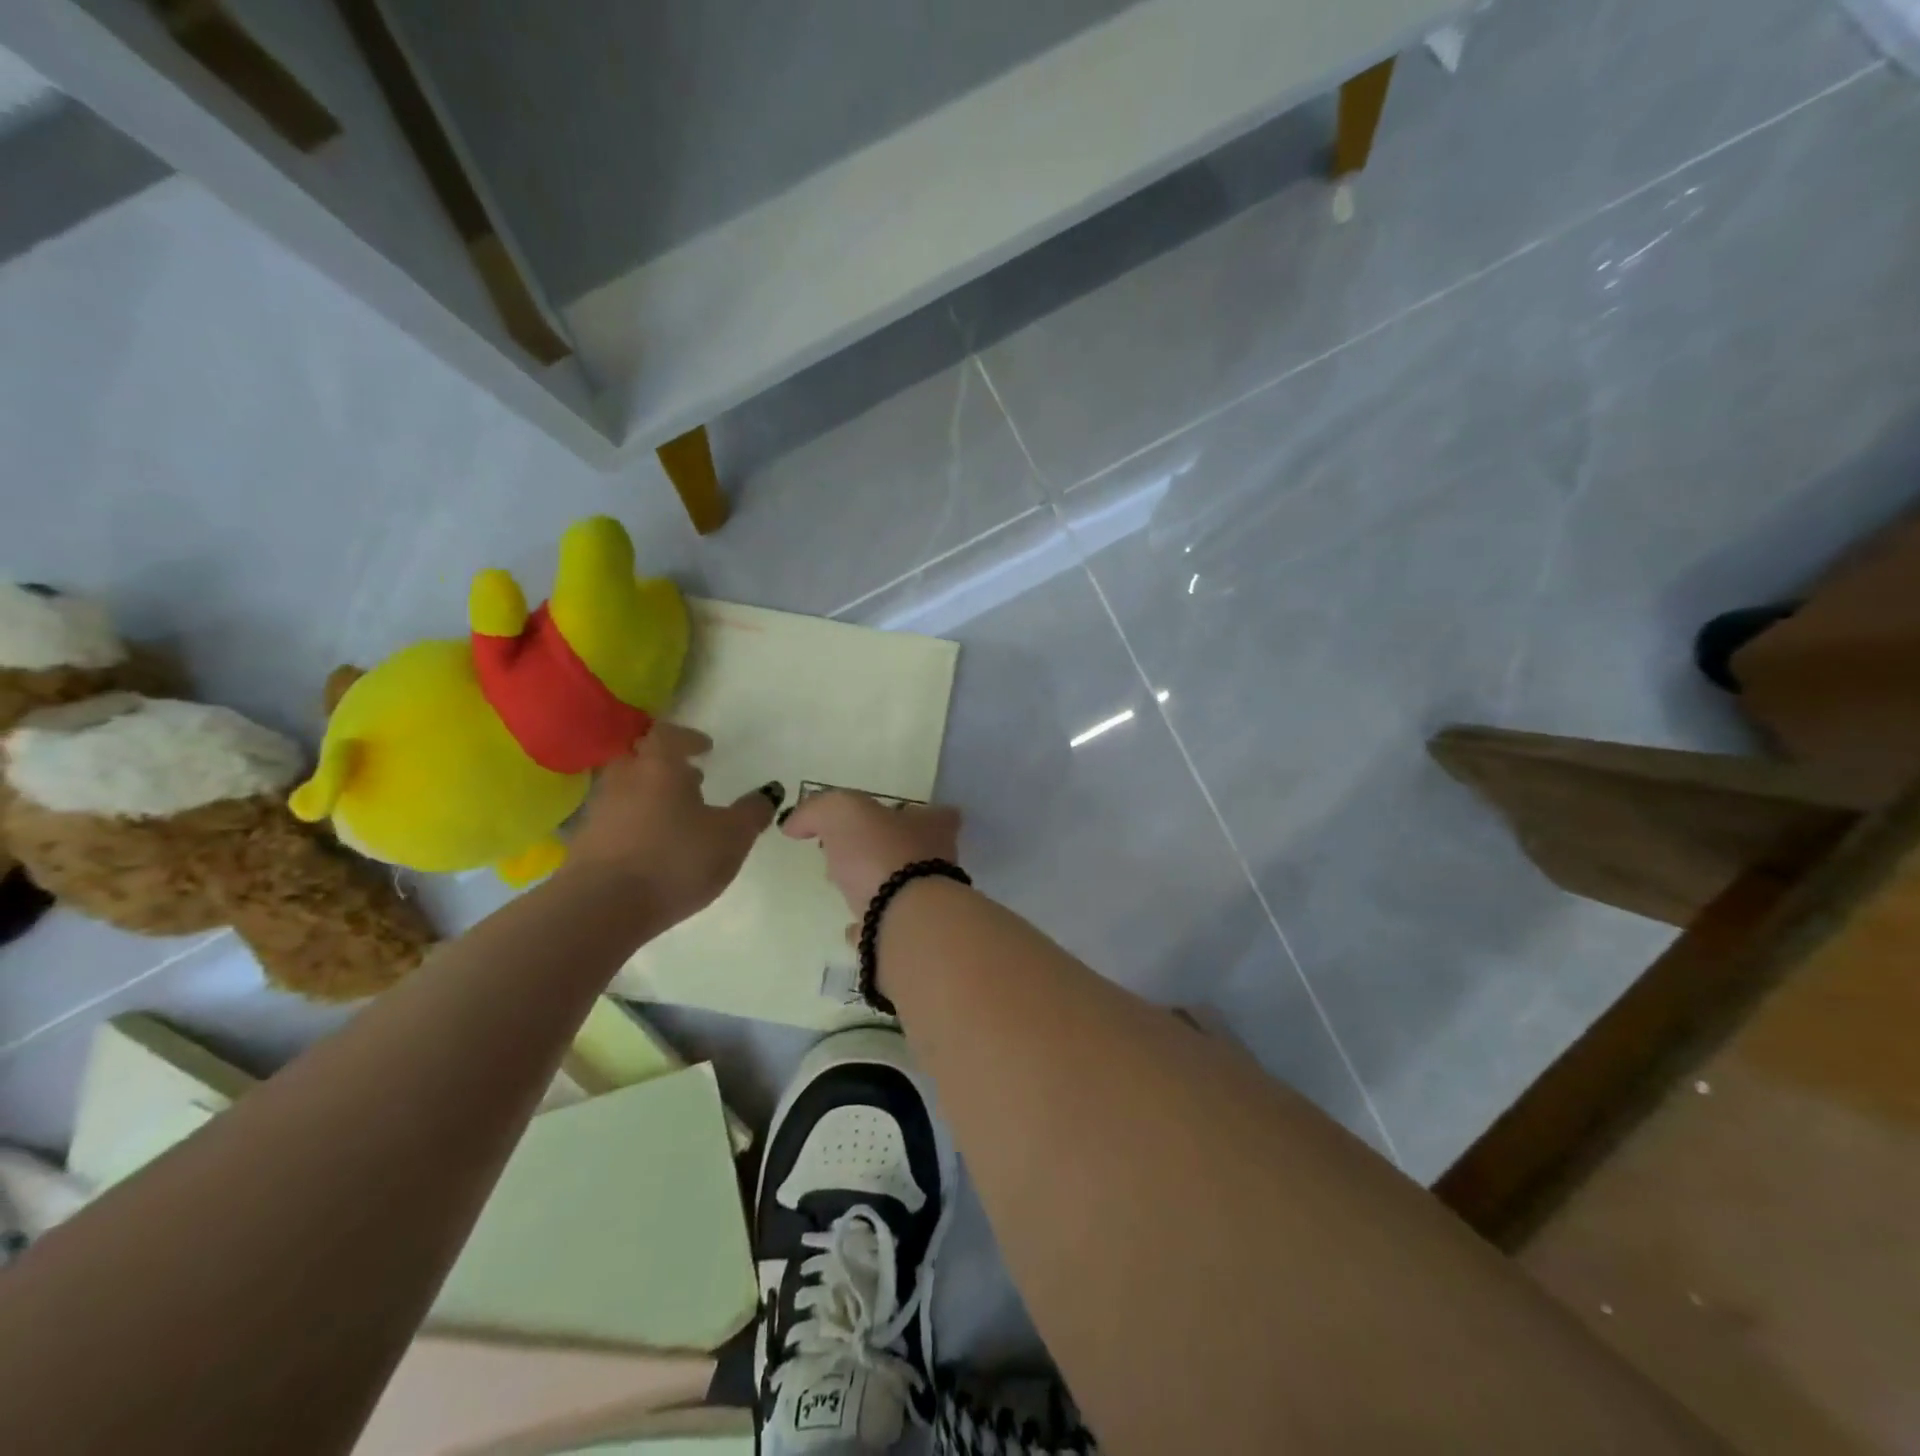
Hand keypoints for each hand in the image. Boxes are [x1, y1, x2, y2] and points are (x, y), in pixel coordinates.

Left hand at [568, 724, 781, 924]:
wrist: (601, 909)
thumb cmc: (675, 860)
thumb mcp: (732, 837)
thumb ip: (752, 812)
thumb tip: (769, 791)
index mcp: (659, 766)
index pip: (668, 734)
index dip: (688, 738)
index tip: (705, 748)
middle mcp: (624, 780)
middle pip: (641, 758)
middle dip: (666, 765)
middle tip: (691, 780)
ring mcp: (598, 811)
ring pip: (625, 790)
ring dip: (649, 795)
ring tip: (676, 816)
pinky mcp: (584, 844)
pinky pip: (614, 821)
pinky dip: (634, 824)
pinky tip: (652, 846)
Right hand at [779, 791, 961, 914]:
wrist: (905, 922)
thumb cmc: (883, 854)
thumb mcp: (843, 812)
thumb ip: (818, 810)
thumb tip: (794, 823)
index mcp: (932, 828)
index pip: (937, 815)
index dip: (912, 814)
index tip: (886, 818)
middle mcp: (939, 864)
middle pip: (917, 852)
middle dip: (886, 851)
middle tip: (852, 853)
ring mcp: (930, 904)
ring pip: (904, 890)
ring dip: (879, 888)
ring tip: (847, 890)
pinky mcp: (913, 938)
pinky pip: (889, 928)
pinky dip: (872, 927)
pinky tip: (853, 930)